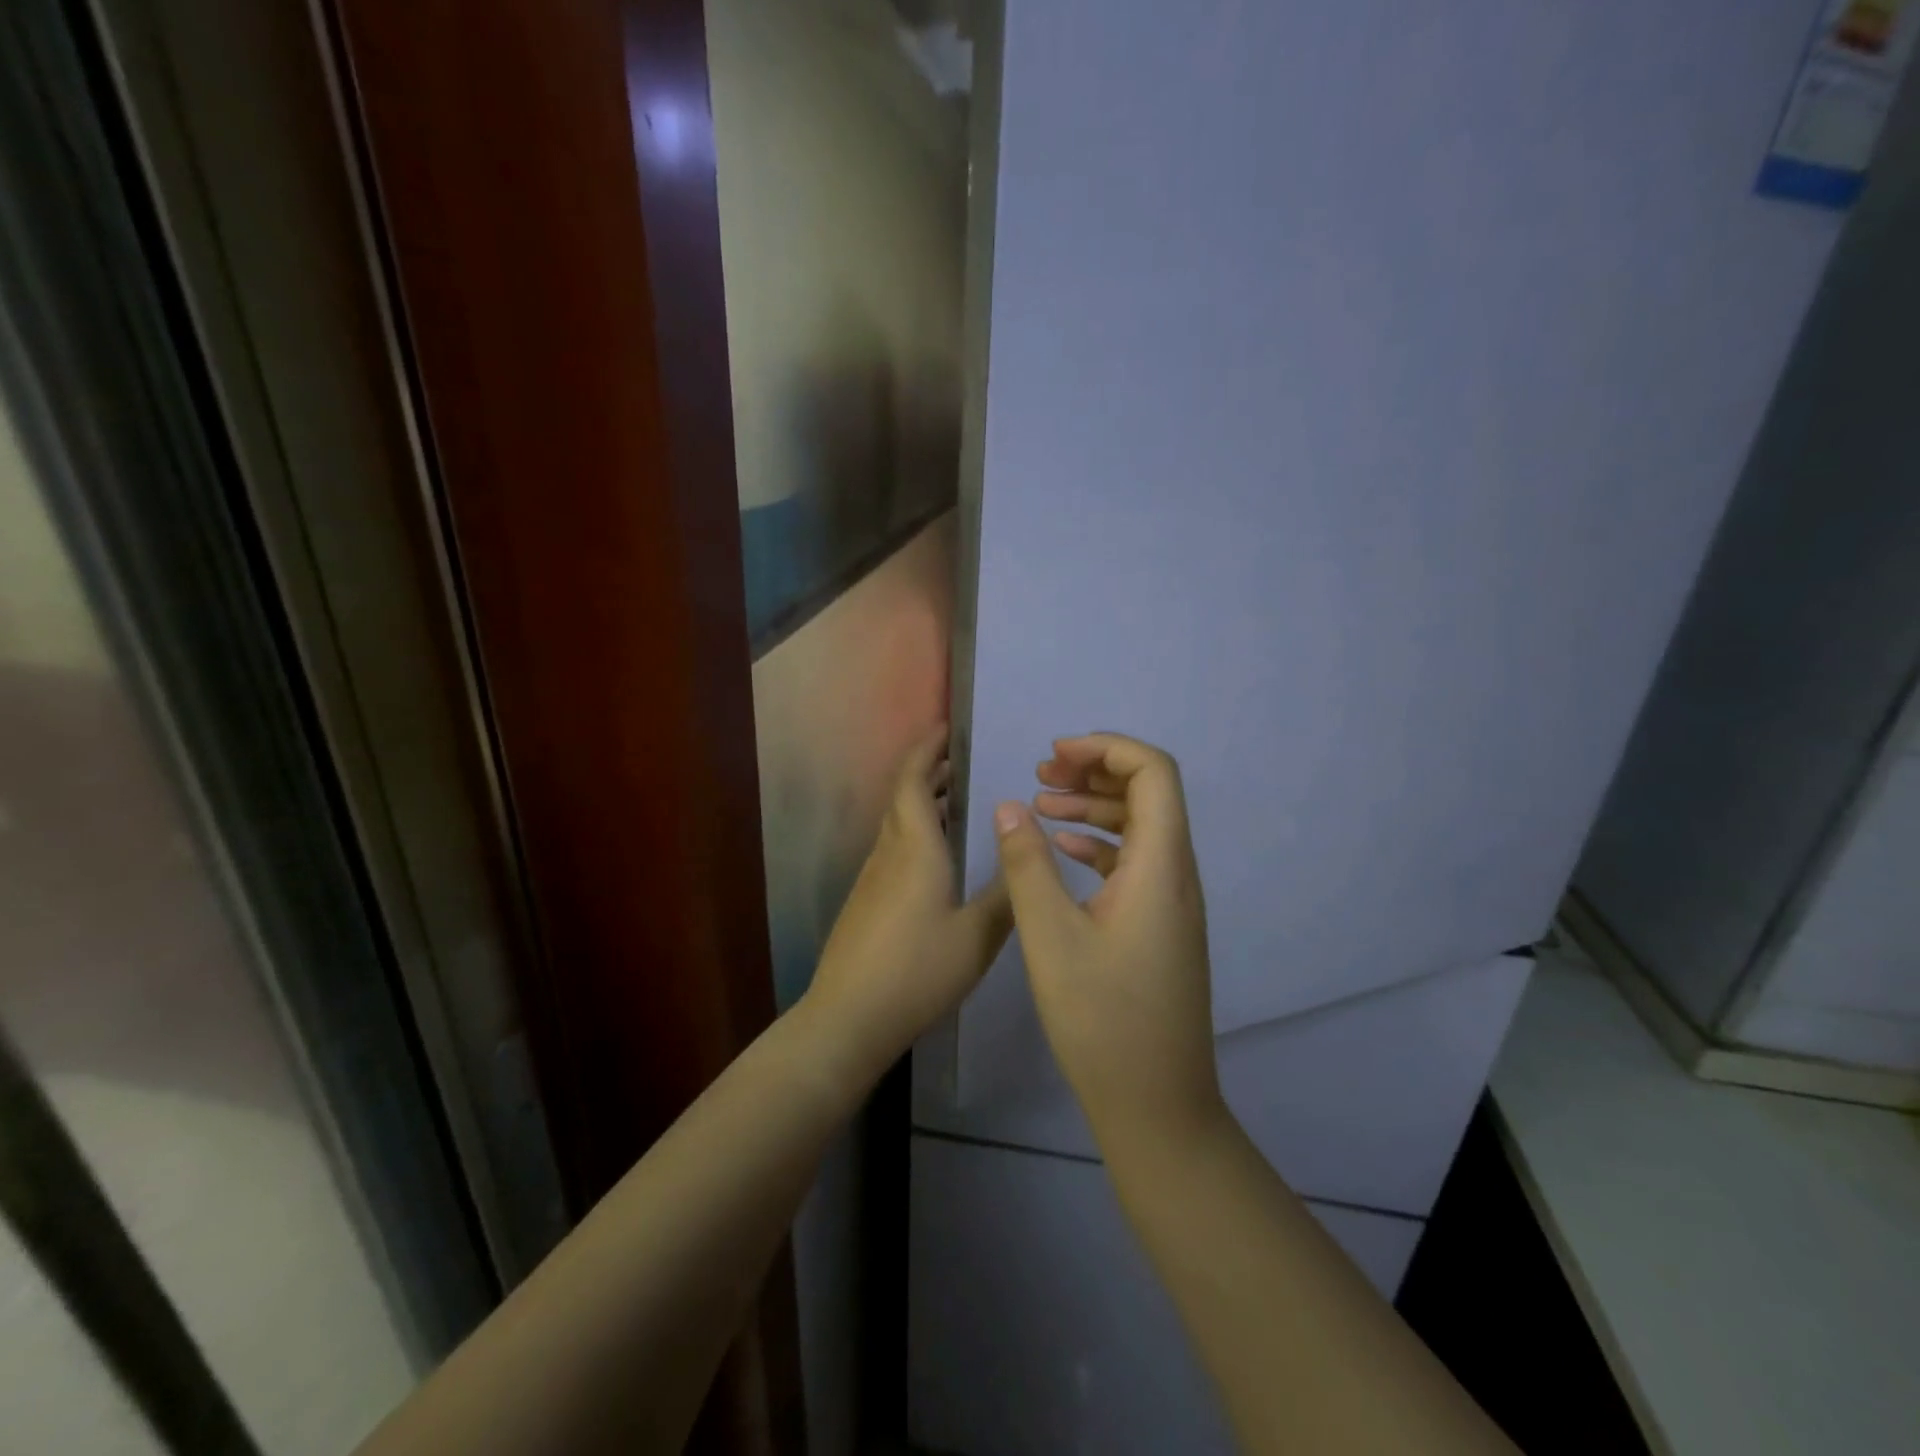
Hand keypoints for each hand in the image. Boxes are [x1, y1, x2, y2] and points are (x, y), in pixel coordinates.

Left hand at [802, 727, 1012, 1082]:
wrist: (849, 1017)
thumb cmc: (917, 971)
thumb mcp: (976, 937)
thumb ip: (1006, 895)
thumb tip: (1026, 852)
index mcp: (915, 848)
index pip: (914, 780)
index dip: (928, 749)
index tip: (949, 728)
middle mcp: (889, 852)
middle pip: (903, 795)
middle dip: (929, 770)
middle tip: (963, 760)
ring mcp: (872, 877)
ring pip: (897, 822)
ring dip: (923, 801)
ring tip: (958, 800)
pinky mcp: (866, 900)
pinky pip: (893, 847)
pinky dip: (916, 831)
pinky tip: (938, 855)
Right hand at [994, 733, 1223, 1142]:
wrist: (1156, 1104)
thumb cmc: (1102, 1020)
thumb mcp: (1051, 937)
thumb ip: (1028, 865)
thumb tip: (1012, 806)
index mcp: (1160, 866)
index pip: (1153, 773)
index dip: (1106, 748)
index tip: (1054, 755)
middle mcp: (1177, 874)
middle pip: (1149, 793)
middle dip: (1095, 771)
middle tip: (1041, 773)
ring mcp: (1172, 902)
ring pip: (1140, 828)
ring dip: (1095, 806)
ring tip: (1042, 804)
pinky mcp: (1160, 926)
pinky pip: (1135, 862)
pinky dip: (1100, 843)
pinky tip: (1063, 849)